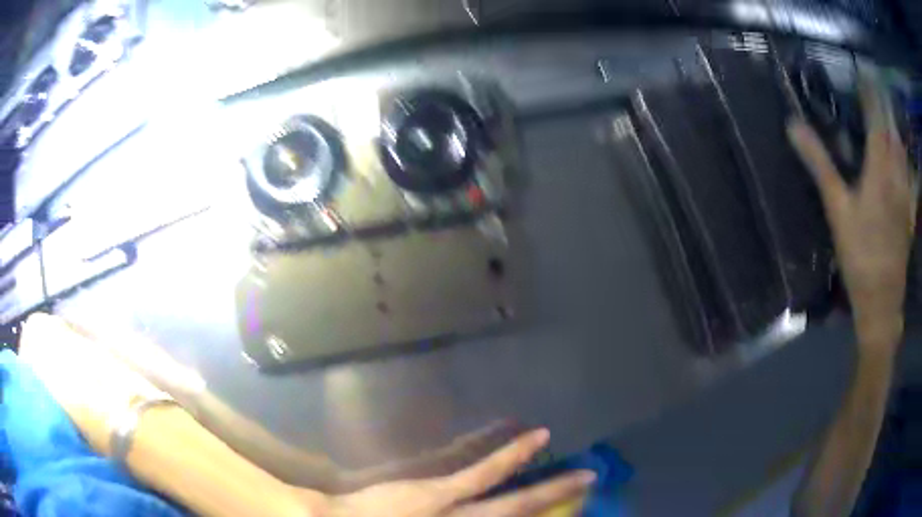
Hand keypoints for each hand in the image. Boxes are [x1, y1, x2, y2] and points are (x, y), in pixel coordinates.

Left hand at [299, 429, 594, 516]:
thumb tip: (466, 502)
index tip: (562, 511)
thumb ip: (435, 505)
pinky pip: (484, 475)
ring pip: (512, 505)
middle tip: (591, 487)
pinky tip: (538, 437)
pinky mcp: (438, 492)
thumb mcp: (405, 516)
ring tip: (583, 476)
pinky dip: (513, 457)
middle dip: (555, 506)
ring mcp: (452, 512)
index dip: (537, 515)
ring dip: (549, 492)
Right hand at [787, 71, 916, 356]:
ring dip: (895, 126)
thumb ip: (819, 164)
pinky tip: (904, 155)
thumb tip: (793, 125)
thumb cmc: (859, 255)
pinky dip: (906, 157)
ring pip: (903, 150)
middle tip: (875, 85)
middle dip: (884, 104)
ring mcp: (906, 194)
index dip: (869, 92)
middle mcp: (896, 174)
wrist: (882, 301)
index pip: (875, 117)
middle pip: (892, 129)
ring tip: (887, 112)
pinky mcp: (910, 212)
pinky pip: (910, 175)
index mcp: (879, 169)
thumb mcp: (836, 210)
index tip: (862, 70)